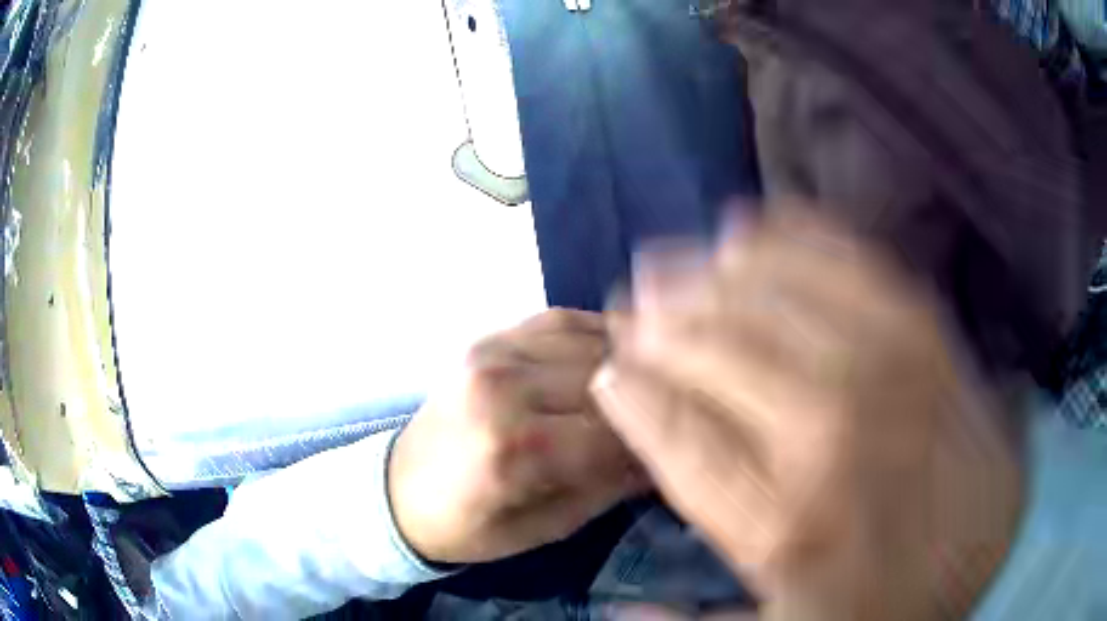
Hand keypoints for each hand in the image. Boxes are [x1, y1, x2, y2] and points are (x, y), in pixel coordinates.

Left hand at [389, 309, 645, 563]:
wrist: (398, 491)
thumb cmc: (468, 525)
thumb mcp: (542, 529)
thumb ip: (606, 491)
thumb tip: (663, 458)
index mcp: (513, 449)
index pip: (613, 435)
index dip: (651, 444)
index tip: (671, 452)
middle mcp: (503, 388)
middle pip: (607, 383)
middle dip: (643, 405)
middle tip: (661, 421)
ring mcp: (493, 353)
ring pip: (590, 343)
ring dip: (626, 366)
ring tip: (645, 388)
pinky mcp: (489, 339)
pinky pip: (559, 321)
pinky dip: (595, 334)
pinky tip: (614, 355)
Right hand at [591, 205, 1023, 619]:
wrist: (991, 557)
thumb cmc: (885, 604)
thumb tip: (614, 606)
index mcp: (785, 528)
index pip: (679, 439)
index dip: (633, 398)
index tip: (606, 372)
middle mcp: (833, 441)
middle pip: (723, 358)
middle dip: (660, 326)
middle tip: (626, 302)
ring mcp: (892, 377)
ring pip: (780, 303)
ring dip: (709, 277)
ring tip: (671, 262)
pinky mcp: (931, 339)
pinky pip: (856, 268)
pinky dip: (801, 237)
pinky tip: (756, 222)